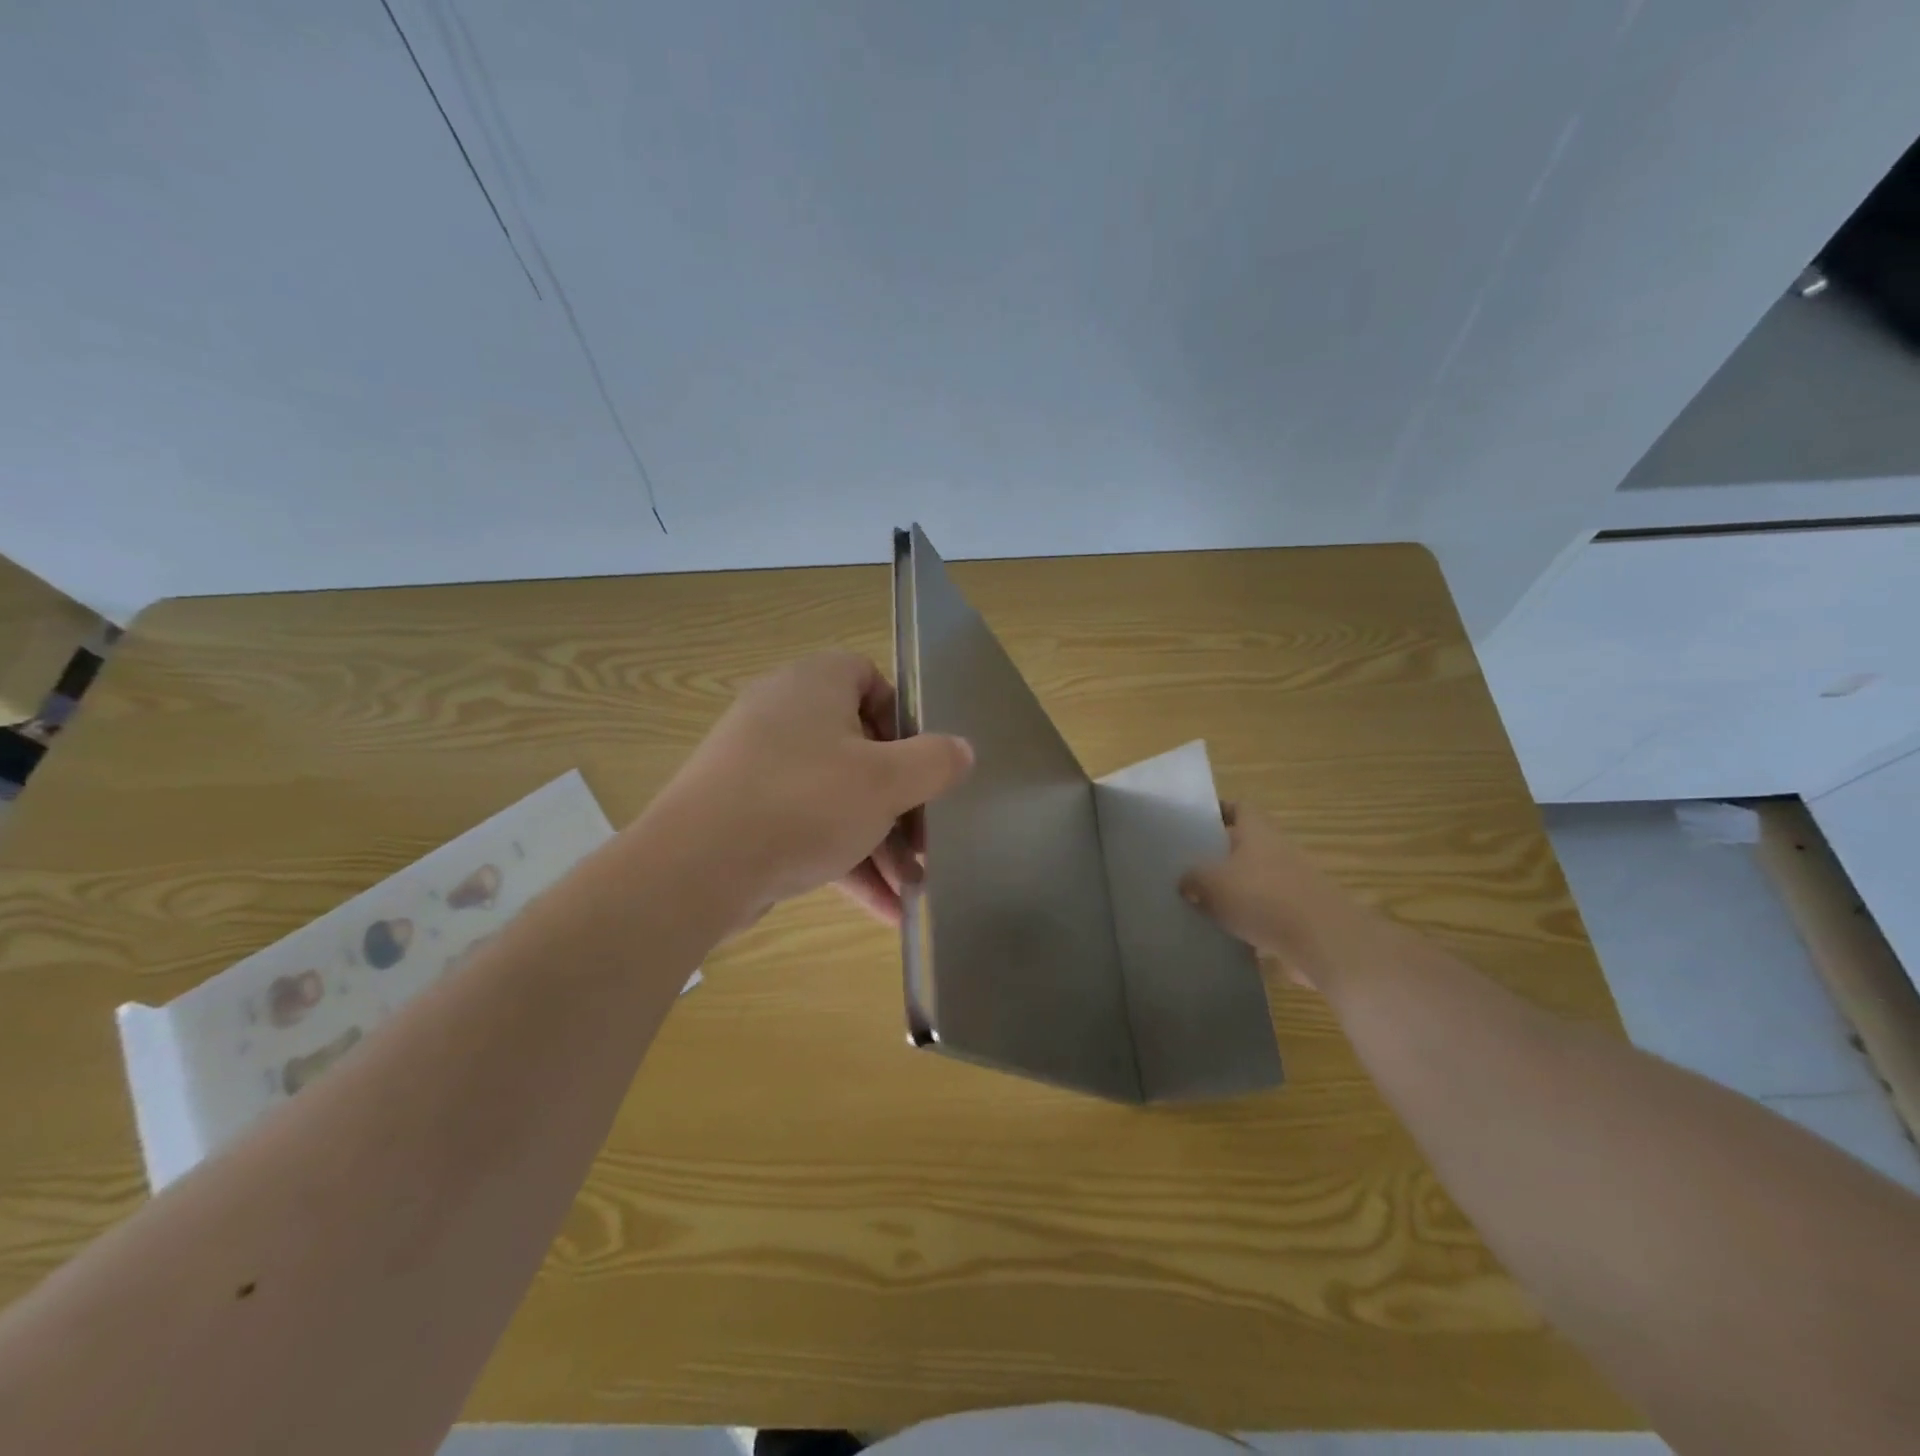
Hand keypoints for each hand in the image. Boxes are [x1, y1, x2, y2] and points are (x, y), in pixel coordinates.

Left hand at [654, 652, 972, 924]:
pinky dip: (843, 860)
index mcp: (812, 685)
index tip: (922, 761)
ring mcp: (758, 767)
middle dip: (898, 801)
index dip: (902, 716)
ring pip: (834, 796)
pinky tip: (882, 910)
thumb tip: (962, 750)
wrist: (696, 868)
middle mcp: (782, 716)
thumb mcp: (887, 782)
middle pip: (858, 747)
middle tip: (926, 840)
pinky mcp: (744, 813)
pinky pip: (806, 827)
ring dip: (877, 842)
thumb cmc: (804, 803)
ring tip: (913, 888)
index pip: (867, 676)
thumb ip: (935, 762)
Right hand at [1179, 803, 1381, 990]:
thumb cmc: (1263, 898)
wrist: (1323, 942)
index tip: (1195, 821)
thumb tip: (1185, 882)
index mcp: (1258, 832)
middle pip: (1246, 845)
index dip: (1219, 810)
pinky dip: (1248, 919)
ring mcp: (1292, 884)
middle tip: (1187, 864)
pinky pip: (1266, 911)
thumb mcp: (1211, 884)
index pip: (1240, 808)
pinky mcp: (1298, 916)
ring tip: (1200, 901)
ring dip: (1233, 889)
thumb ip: (1193, 879)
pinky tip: (1224, 933)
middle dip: (1220, 854)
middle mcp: (1278, 851)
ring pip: (1255, 879)